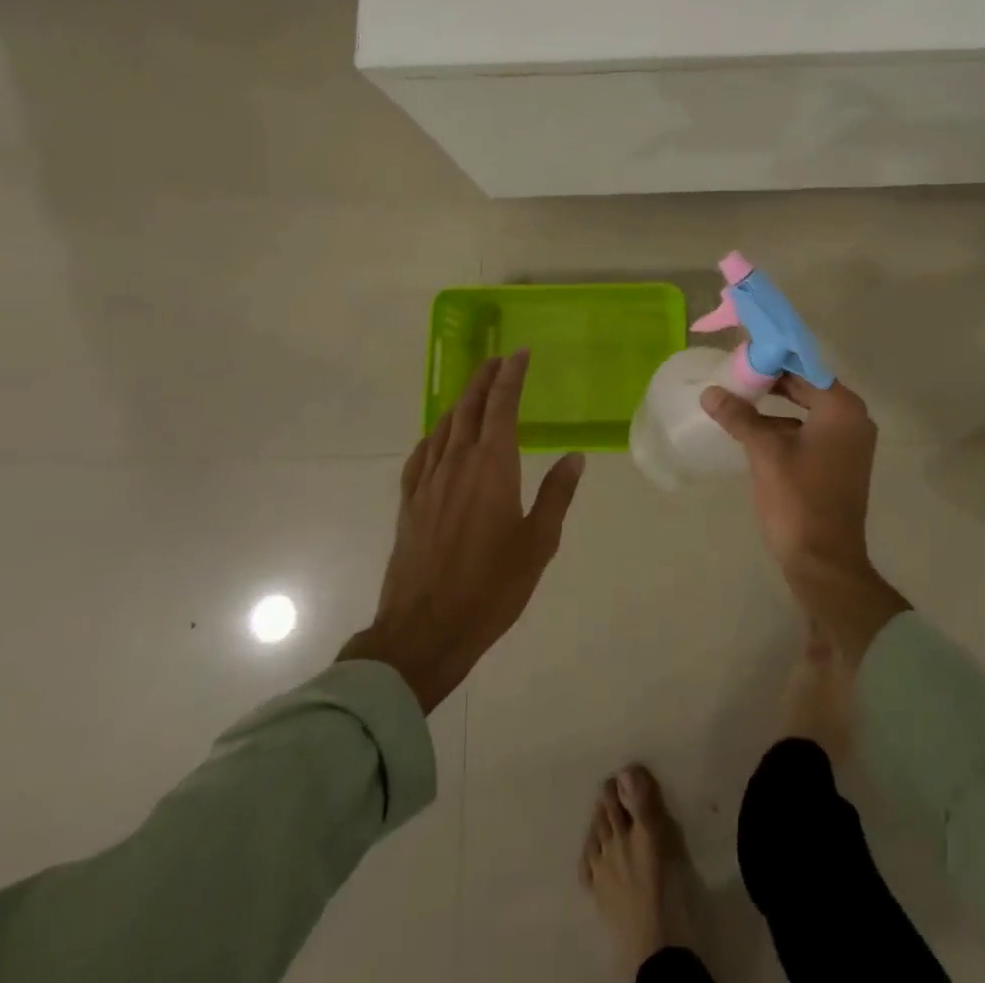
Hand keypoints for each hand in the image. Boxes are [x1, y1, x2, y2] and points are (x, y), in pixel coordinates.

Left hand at [339, 350, 583, 711]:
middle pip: (470, 407)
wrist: (423, 631)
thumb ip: (557, 494)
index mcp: (492, 467)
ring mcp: (428, 482)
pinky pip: (422, 454)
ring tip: (475, 389)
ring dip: (462, 401)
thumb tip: (574, 456)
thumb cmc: (491, 588)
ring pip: (444, 427)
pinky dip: (435, 434)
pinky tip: (439, 437)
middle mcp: (457, 463)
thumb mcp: (538, 543)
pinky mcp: (410, 503)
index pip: (502, 406)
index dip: (511, 376)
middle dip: (485, 379)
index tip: (520, 353)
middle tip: (498, 359)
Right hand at [699, 375, 908, 664]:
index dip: (772, 357)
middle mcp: (853, 419)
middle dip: (771, 381)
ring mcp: (850, 443)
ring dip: (776, 405)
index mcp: (842, 408)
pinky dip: (785, 426)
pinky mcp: (841, 463)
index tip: (741, 352)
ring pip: (807, 409)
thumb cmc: (798, 501)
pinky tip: (754, 430)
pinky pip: (811, 431)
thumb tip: (711, 393)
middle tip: (734, 373)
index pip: (804, 366)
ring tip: (738, 398)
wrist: (825, 563)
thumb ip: (739, 417)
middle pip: (807, 386)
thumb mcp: (764, 453)